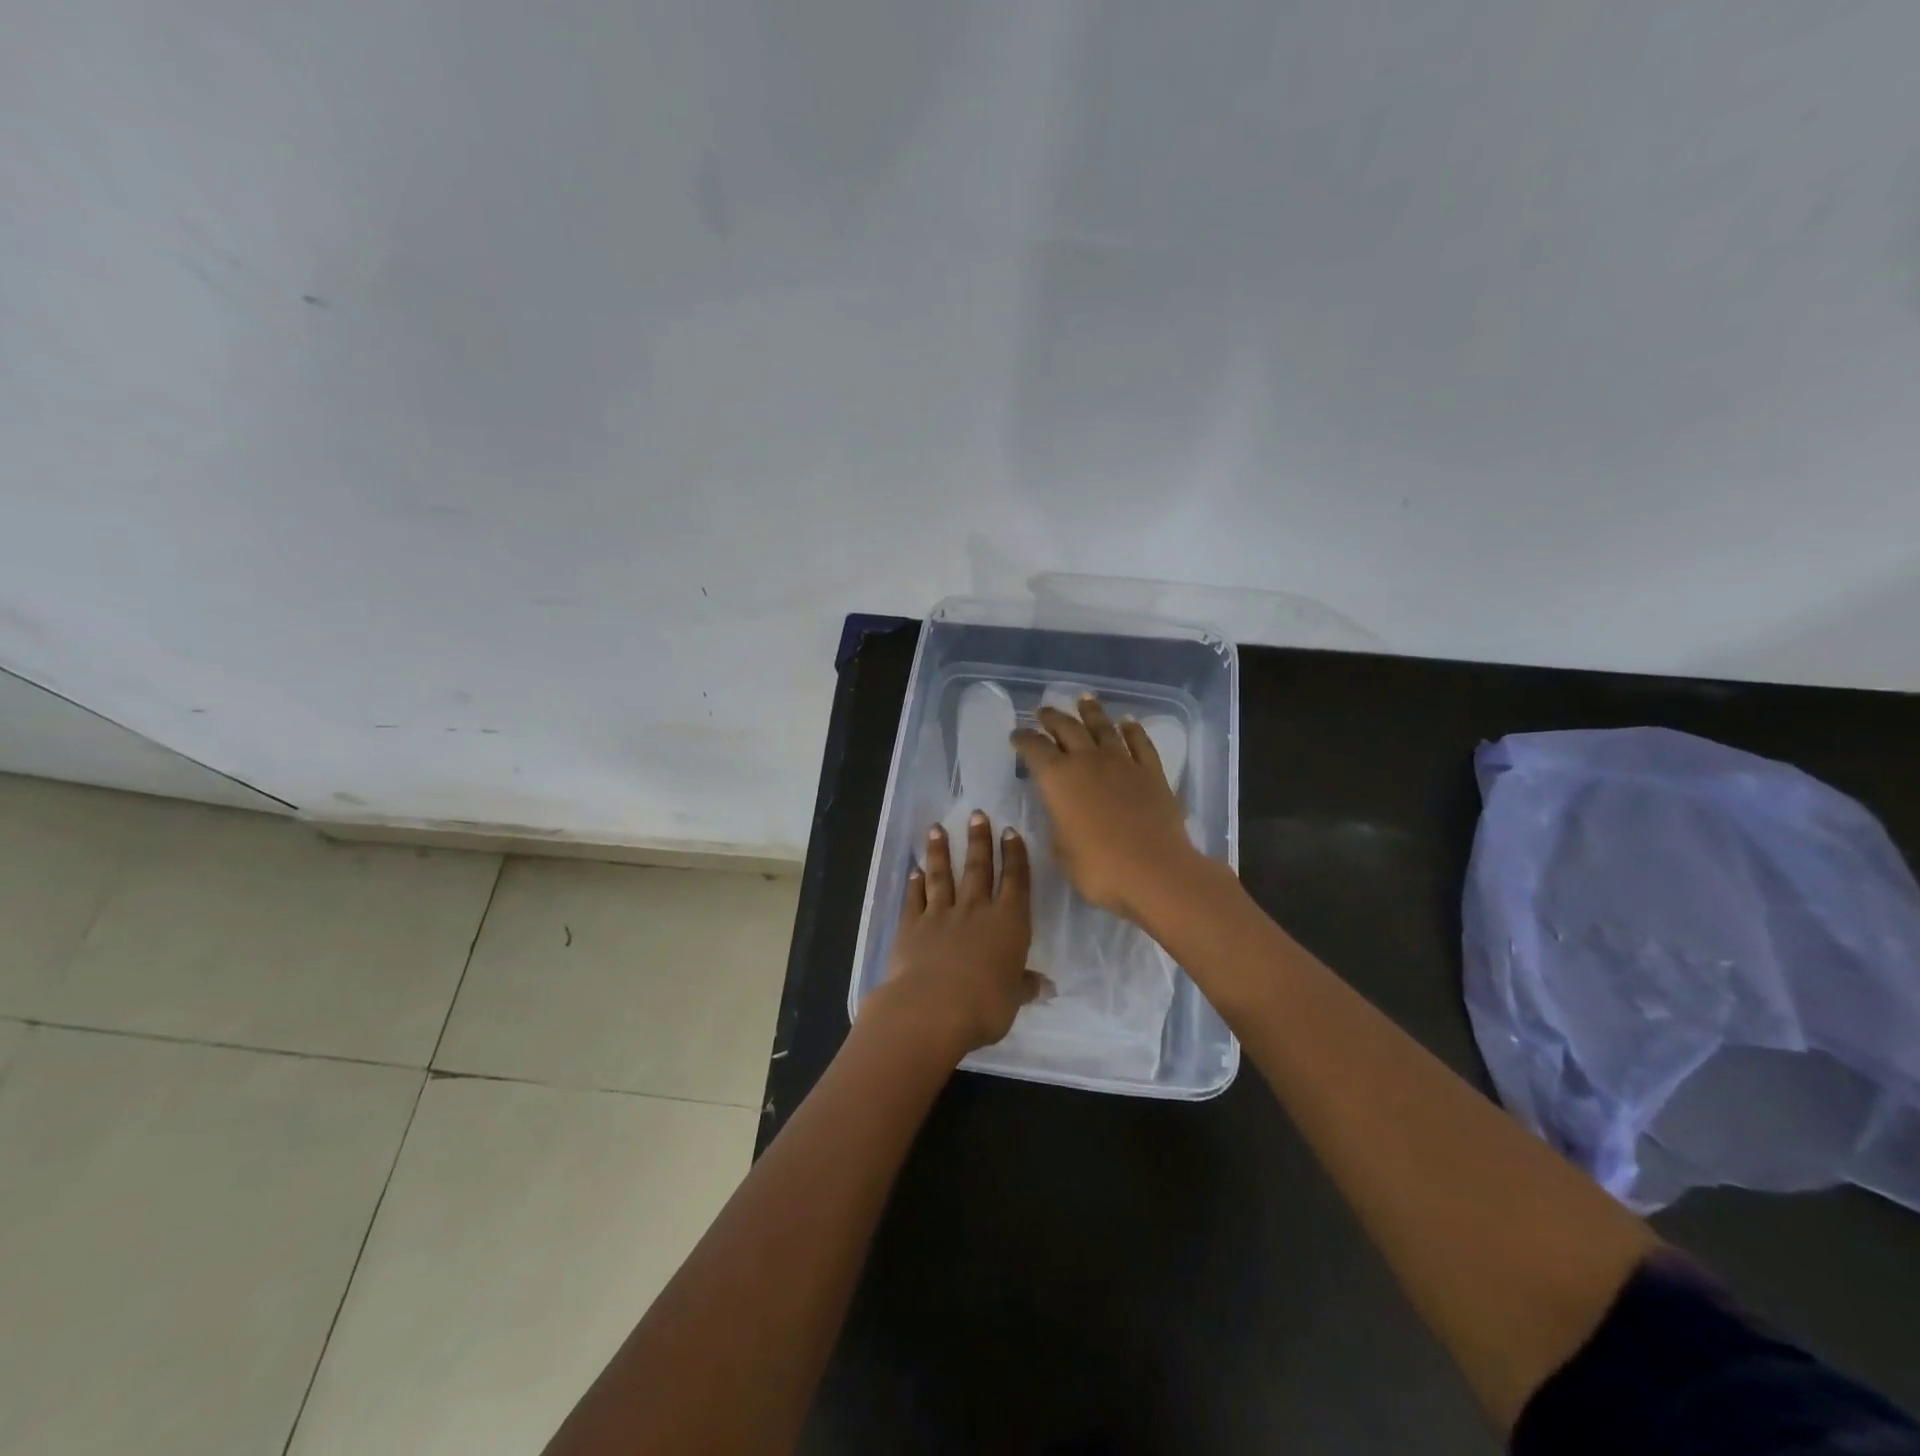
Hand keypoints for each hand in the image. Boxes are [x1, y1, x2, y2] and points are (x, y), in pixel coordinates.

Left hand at [863, 812, 1040, 1060]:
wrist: (932, 1007)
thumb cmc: (985, 1005)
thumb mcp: (1013, 999)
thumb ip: (1025, 986)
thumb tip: (1046, 986)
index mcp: (1008, 923)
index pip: (1015, 881)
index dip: (1014, 855)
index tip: (1010, 832)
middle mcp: (976, 910)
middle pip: (978, 868)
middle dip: (979, 840)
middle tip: (977, 815)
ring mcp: (941, 914)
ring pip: (942, 875)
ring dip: (940, 852)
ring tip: (937, 829)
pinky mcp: (911, 926)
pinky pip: (915, 899)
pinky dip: (915, 884)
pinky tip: (914, 872)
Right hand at [1011, 693, 1204, 922]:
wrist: (1154, 871)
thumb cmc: (1099, 868)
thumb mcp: (1061, 851)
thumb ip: (1057, 824)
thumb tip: (1061, 812)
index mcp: (1058, 779)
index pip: (1034, 749)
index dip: (1023, 739)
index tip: (1016, 735)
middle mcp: (1088, 761)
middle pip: (1067, 729)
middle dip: (1052, 718)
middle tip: (1043, 711)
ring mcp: (1123, 762)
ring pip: (1103, 727)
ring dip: (1091, 712)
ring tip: (1083, 699)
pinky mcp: (1151, 772)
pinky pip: (1140, 742)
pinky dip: (1132, 730)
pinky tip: (1128, 722)